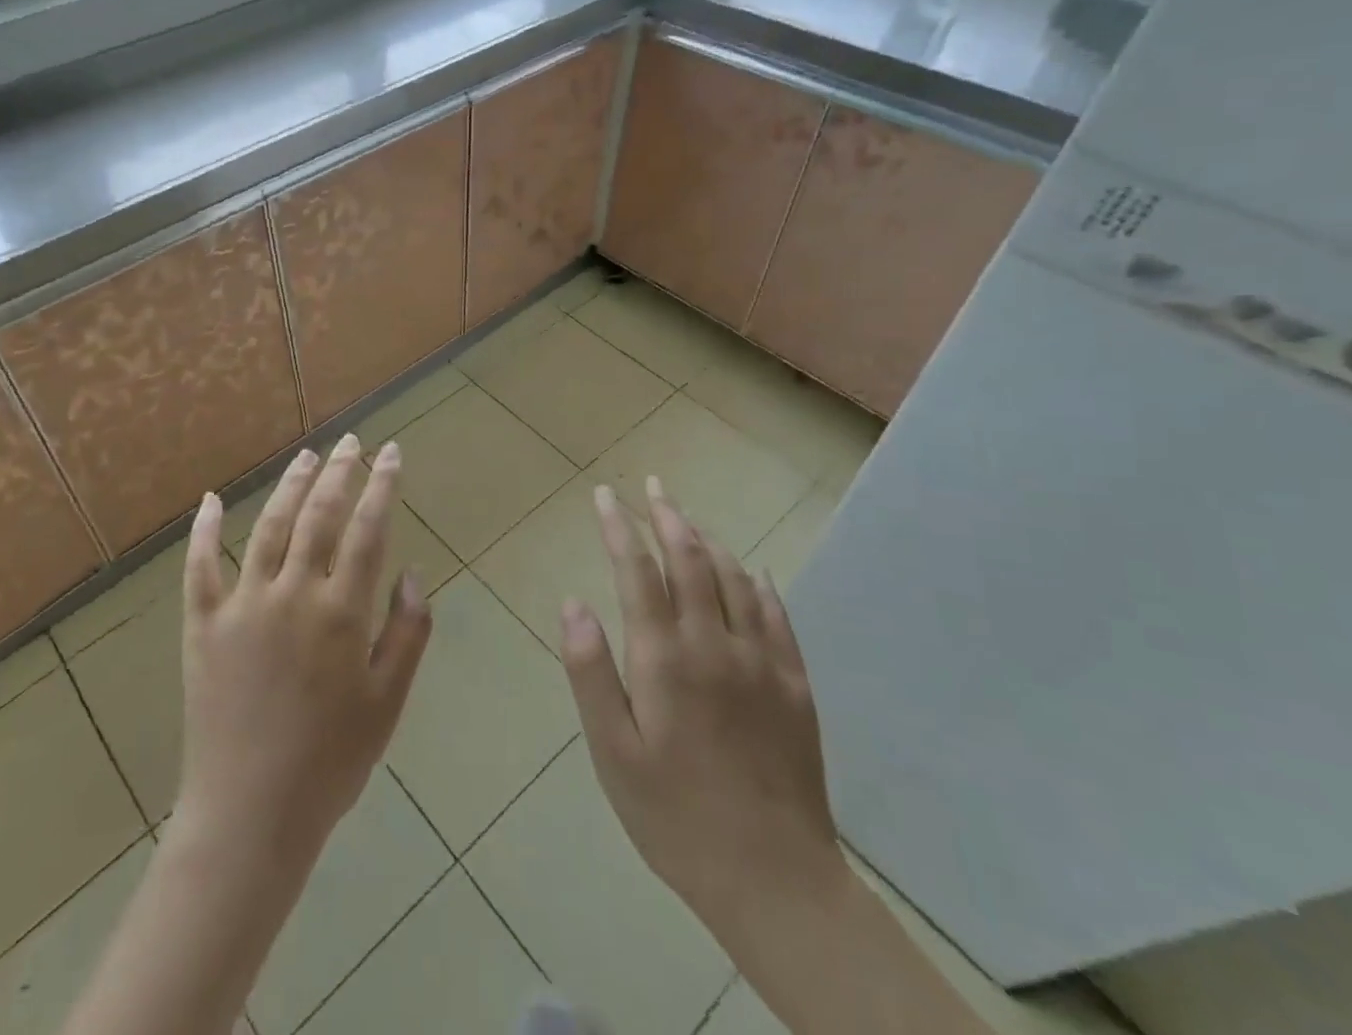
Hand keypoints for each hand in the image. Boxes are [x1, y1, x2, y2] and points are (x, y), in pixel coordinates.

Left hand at [171, 435, 431, 868]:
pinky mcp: (203, 624)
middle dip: (339, 472)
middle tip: (351, 441)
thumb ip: (407, 633)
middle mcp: (292, 594)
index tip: (390, 453)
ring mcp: (242, 604)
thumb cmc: (330, 761)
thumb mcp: (388, 703)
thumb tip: (412, 575)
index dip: (381, 486)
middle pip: (318, 515)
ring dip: (290, 486)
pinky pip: (199, 566)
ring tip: (308, 457)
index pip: (367, 530)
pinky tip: (211, 500)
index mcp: (341, 613)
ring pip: (268, 526)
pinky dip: (204, 530)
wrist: (250, 814)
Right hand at [559, 478, 843, 938]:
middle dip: (667, 516)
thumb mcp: (612, 752)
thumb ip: (590, 672)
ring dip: (709, 541)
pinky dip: (760, 583)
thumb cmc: (674, 816)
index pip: (638, 571)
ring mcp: (762, 662)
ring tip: (689, 520)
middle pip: (691, 560)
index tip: (605, 496)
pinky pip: (778, 616)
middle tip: (652, 487)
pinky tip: (753, 572)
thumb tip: (573, 603)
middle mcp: (714, 644)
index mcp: (665, 658)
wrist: (774, 880)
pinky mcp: (796, 686)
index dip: (619, 527)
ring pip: (735, 578)